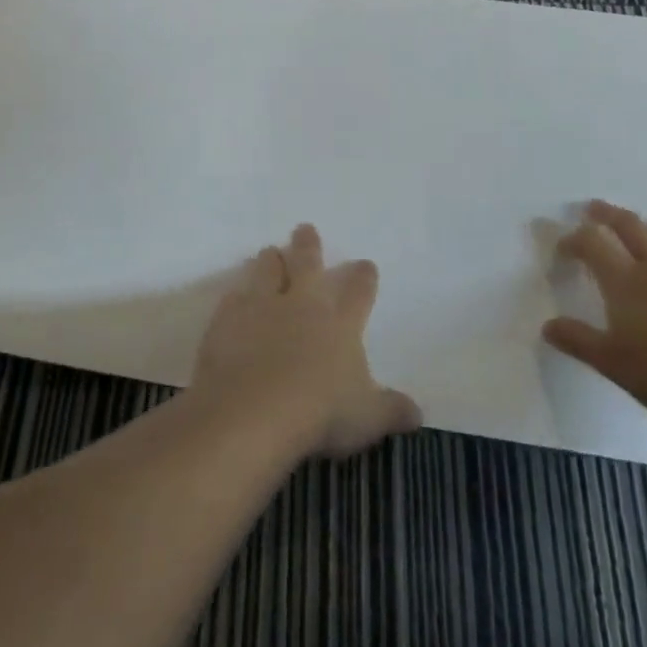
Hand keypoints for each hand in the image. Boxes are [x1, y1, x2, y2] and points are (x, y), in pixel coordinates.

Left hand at [193, 224, 420, 457]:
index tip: (366, 264)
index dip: (363, 277)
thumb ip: (392, 410)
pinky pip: (234, 297)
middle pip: (307, 262)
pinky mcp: (229, 318)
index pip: (358, 291)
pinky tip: (235, 296)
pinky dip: (237, 295)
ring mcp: (262, 305)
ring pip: (267, 268)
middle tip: (306, 228)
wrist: (254, 409)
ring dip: (270, 259)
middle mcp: (302, 303)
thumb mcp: (367, 418)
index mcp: (339, 322)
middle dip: (308, 244)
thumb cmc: (320, 412)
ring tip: (270, 252)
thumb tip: (417, 412)